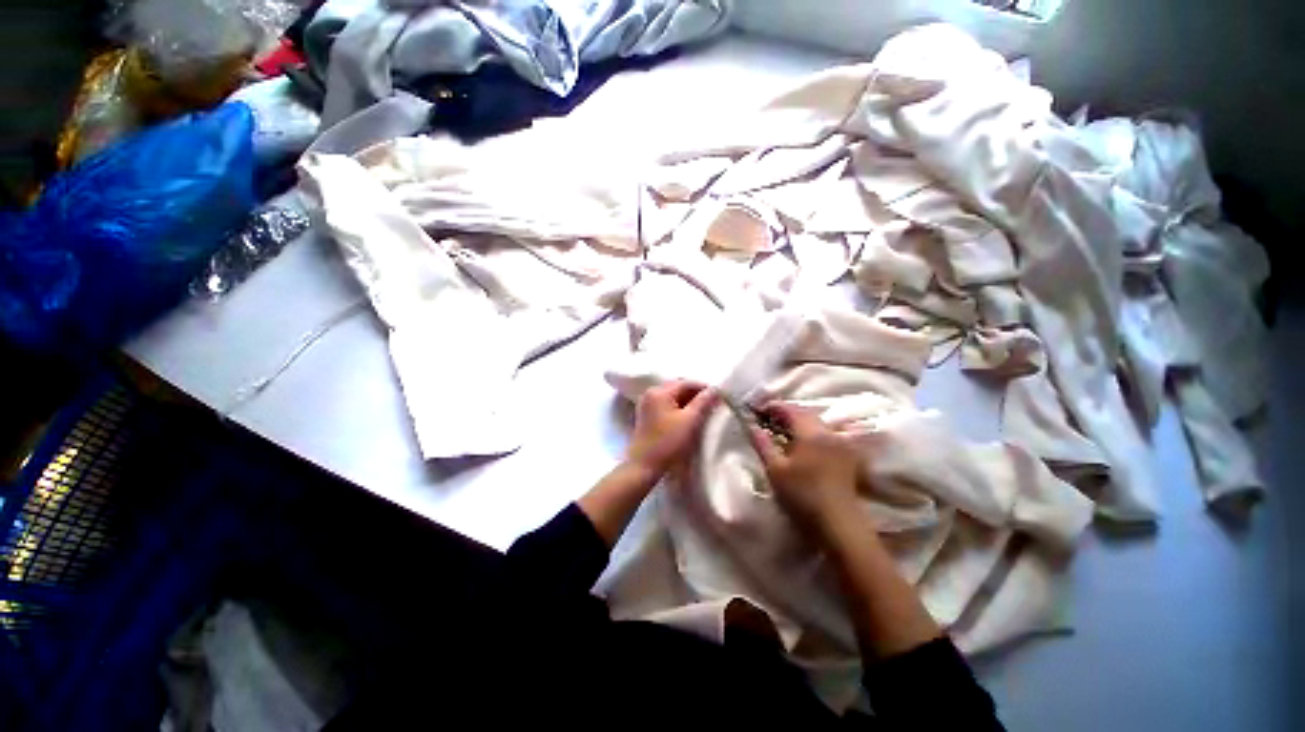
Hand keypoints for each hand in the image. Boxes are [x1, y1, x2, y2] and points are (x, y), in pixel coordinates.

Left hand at [626, 381, 717, 476]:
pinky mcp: (647, 415)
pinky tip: (688, 416)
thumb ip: (703, 402)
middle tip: (712, 403)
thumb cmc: (668, 442)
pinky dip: (678, 407)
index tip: (719, 396)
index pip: (686, 383)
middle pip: (678, 387)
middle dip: (696, 394)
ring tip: (702, 410)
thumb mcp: (690, 421)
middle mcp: (651, 393)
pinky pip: (666, 404)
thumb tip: (715, 389)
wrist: (644, 466)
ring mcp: (647, 404)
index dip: (704, 388)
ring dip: (688, 401)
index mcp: (659, 392)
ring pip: (672, 396)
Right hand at [747, 403, 860, 534]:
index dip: (773, 406)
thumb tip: (750, 426)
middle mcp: (829, 432)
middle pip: (806, 414)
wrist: (838, 524)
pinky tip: (804, 447)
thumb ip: (762, 444)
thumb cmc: (802, 496)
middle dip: (786, 414)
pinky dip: (812, 434)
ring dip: (800, 424)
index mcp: (811, 432)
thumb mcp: (775, 470)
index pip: (790, 409)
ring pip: (818, 424)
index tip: (758, 409)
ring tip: (784, 433)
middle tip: (769, 421)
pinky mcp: (848, 457)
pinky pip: (827, 435)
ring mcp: (842, 444)